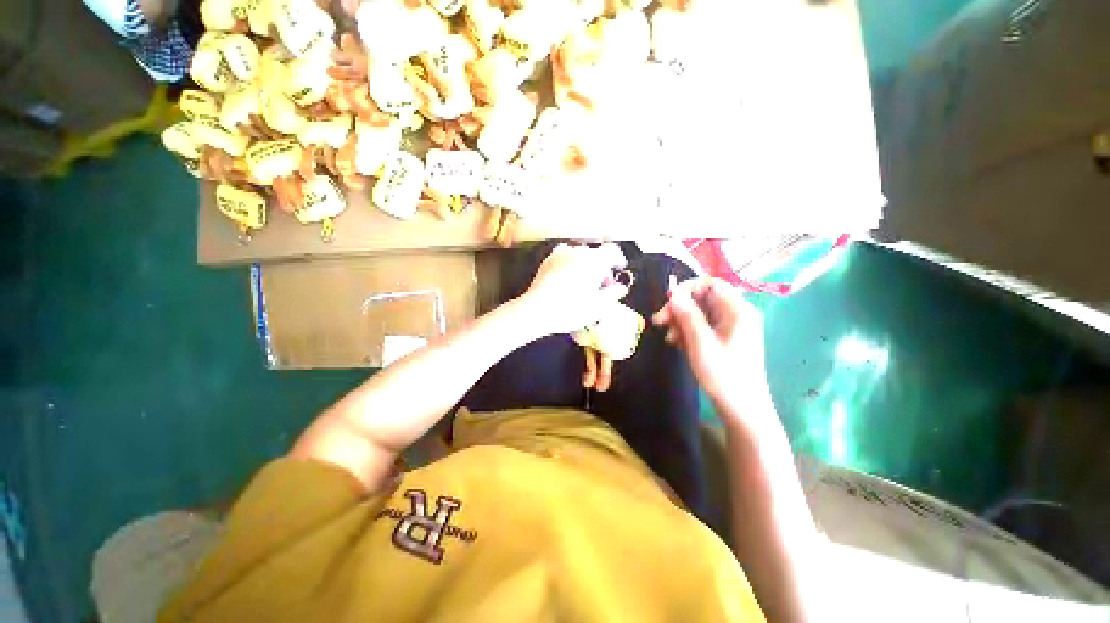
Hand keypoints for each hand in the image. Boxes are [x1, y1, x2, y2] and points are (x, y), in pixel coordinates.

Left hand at [518, 243, 629, 336]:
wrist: (537, 311)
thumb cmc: (571, 309)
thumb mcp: (600, 306)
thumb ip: (614, 293)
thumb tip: (620, 287)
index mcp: (594, 261)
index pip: (612, 251)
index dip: (618, 260)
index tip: (618, 270)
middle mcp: (577, 253)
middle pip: (595, 254)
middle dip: (601, 267)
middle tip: (601, 286)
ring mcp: (560, 255)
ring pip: (579, 255)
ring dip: (584, 265)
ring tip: (583, 283)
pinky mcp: (547, 261)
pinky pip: (564, 258)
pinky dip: (569, 265)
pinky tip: (567, 281)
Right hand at [652, 278, 768, 419]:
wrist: (742, 408)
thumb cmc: (723, 374)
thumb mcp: (700, 343)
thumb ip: (687, 315)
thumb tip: (674, 294)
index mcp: (737, 310)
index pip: (712, 284)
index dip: (688, 288)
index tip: (668, 301)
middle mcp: (736, 314)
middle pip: (703, 299)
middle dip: (680, 308)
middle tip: (659, 322)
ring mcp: (731, 328)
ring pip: (700, 313)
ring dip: (681, 322)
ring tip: (669, 338)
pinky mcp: (725, 339)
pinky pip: (704, 327)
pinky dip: (689, 332)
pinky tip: (678, 344)